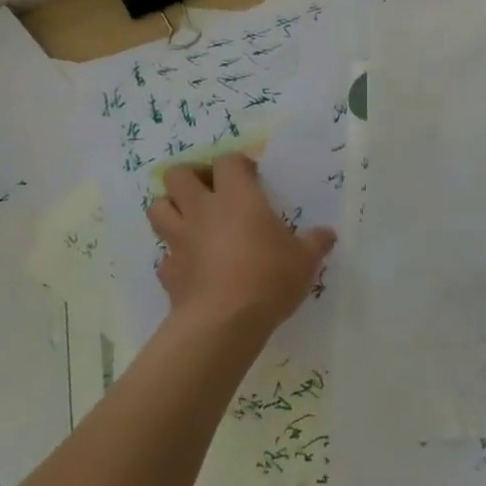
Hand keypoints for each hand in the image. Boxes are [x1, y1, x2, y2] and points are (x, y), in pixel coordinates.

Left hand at [147, 154, 334, 337]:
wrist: (223, 324)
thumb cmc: (268, 278)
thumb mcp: (304, 260)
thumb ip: (315, 243)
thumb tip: (328, 234)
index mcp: (236, 197)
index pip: (226, 160)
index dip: (236, 164)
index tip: (251, 177)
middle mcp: (202, 210)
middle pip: (177, 174)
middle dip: (190, 176)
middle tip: (211, 191)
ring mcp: (180, 241)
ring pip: (157, 208)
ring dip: (170, 208)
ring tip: (191, 219)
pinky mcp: (168, 272)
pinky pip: (164, 255)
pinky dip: (174, 256)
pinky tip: (191, 265)